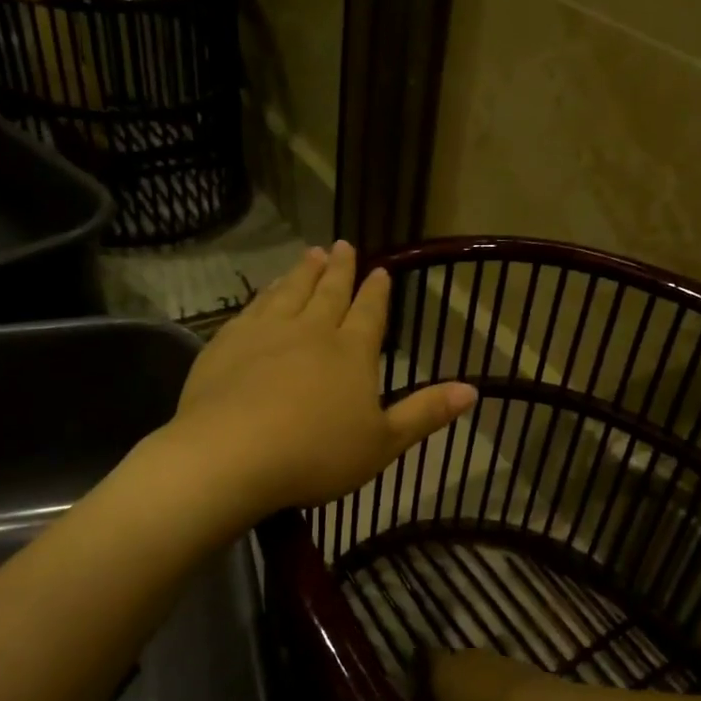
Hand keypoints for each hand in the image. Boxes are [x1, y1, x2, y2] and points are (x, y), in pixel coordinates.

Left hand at [171, 242, 477, 515]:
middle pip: (328, 293)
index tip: (380, 270)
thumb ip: (425, 413)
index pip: (369, 313)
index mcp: (351, 352)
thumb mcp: (384, 443)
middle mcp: (311, 331)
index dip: (377, 292)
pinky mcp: (227, 344)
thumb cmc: (317, 454)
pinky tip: (264, 291)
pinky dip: (264, 294)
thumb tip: (473, 389)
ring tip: (310, 253)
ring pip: (289, 292)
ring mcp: (265, 333)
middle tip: (343, 245)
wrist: (232, 455)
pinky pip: (252, 308)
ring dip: (302, 272)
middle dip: (339, 269)